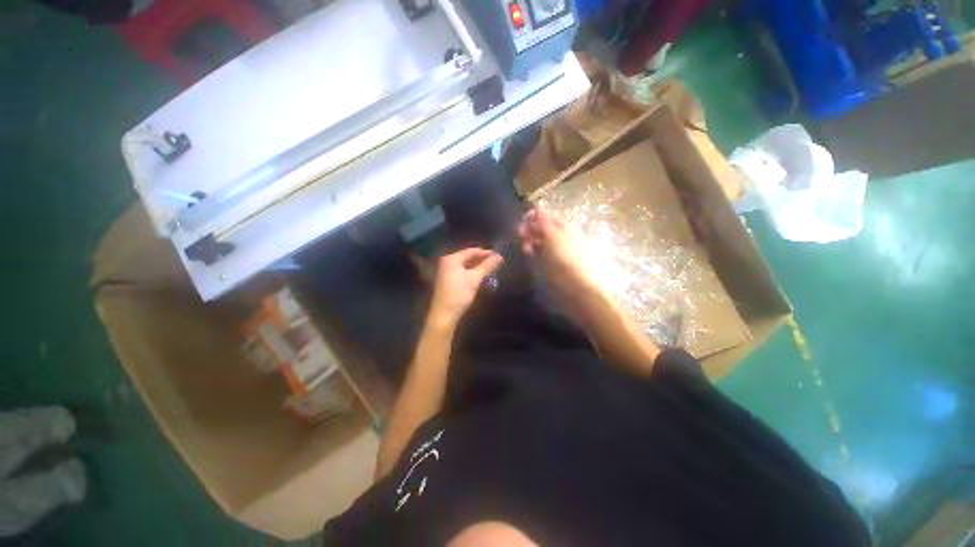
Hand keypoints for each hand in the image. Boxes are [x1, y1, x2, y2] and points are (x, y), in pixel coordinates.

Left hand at [429, 248, 503, 325]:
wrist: (444, 315)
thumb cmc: (459, 295)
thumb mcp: (474, 279)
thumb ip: (487, 266)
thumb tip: (499, 256)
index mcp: (451, 259)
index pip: (472, 251)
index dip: (486, 253)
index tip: (499, 256)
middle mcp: (447, 262)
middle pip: (468, 257)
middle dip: (482, 259)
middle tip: (497, 262)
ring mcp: (446, 271)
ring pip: (466, 265)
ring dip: (478, 266)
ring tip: (492, 269)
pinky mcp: (448, 280)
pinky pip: (462, 271)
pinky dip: (472, 272)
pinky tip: (481, 276)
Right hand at [517, 206, 609, 317]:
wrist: (575, 289)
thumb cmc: (565, 260)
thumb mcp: (553, 237)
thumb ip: (544, 221)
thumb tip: (537, 205)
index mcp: (565, 229)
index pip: (549, 217)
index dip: (536, 215)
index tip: (523, 219)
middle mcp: (561, 239)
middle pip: (543, 229)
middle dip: (531, 228)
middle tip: (519, 232)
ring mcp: (555, 253)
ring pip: (540, 242)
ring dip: (530, 240)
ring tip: (523, 244)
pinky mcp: (550, 266)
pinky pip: (539, 255)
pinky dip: (532, 252)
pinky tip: (527, 253)